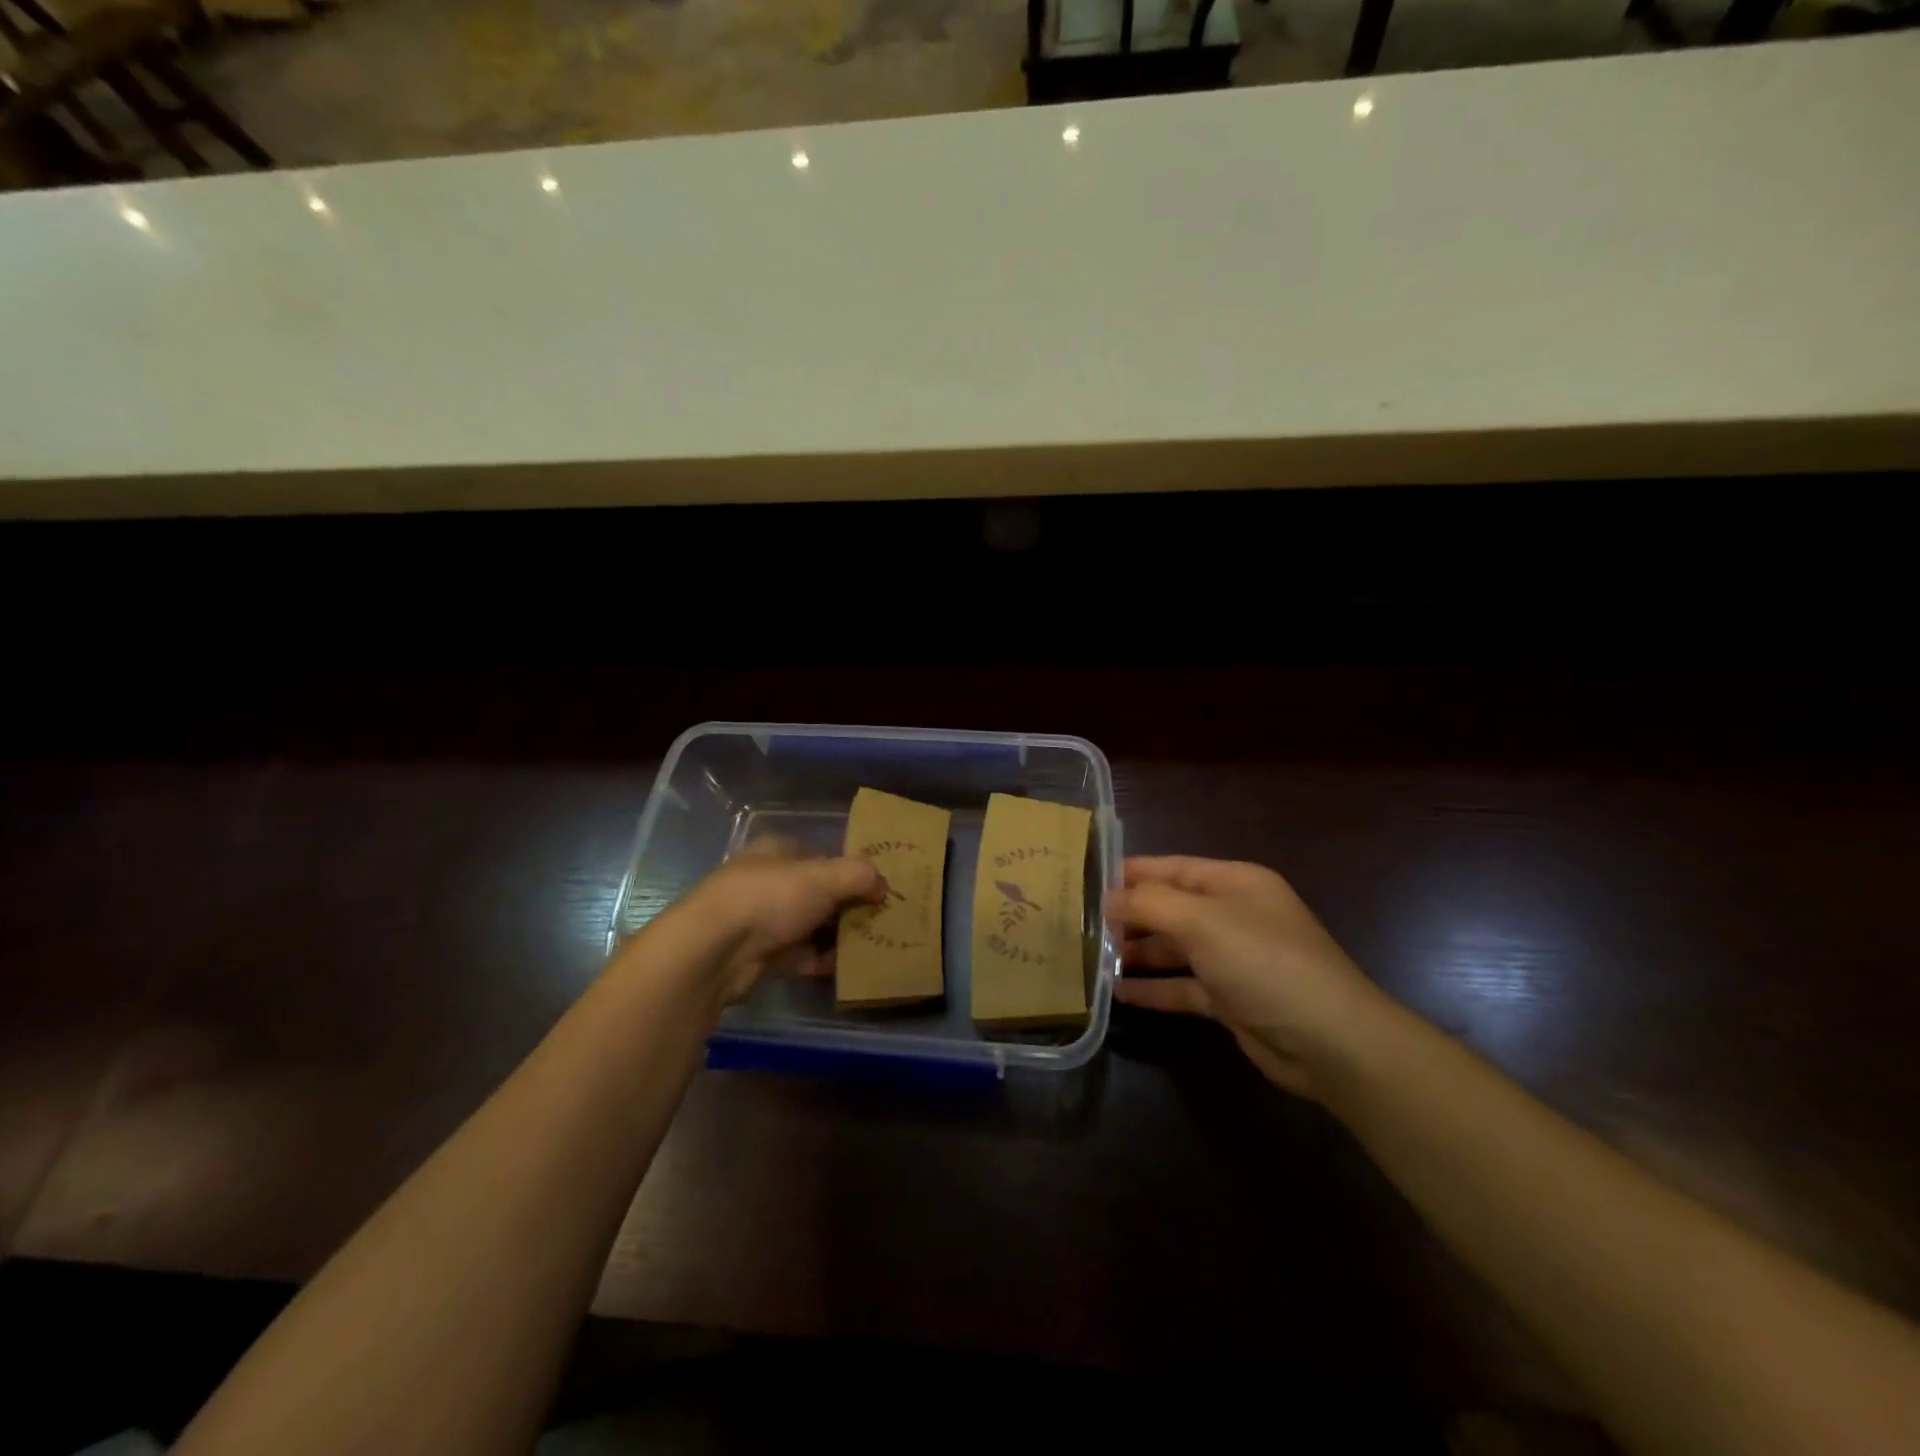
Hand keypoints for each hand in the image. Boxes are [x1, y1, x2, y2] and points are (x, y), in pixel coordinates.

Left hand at [685, 837, 885, 1005]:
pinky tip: (851, 968)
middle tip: (882, 919)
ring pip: (812, 925)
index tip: (878, 888)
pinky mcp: (763, 957)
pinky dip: (824, 961)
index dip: (850, 870)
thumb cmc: (770, 898)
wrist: (714, 952)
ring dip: (839, 936)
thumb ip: (859, 875)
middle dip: (849, 906)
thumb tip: (883, 885)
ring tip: (874, 945)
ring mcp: (764, 921)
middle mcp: (770, 882)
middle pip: (819, 892)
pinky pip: (803, 957)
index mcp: (778, 852)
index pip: (822, 856)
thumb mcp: (824, 877)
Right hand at [1109, 856, 1391, 1098]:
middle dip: (1128, 915)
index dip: (1129, 873)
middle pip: (1170, 907)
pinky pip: (1182, 986)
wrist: (1331, 1044)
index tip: (1084, 881)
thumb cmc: (1265, 964)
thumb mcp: (1203, 922)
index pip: (1171, 868)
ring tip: (1091, 958)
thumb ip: (1150, 904)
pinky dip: (1154, 988)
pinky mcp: (1230, 999)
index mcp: (1234, 883)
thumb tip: (1107, 897)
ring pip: (1173, 948)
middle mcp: (1233, 915)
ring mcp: (1233, 959)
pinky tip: (1118, 994)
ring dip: (1137, 952)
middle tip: (1080, 925)